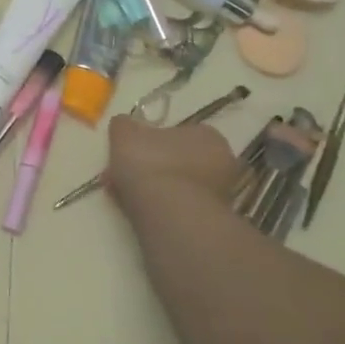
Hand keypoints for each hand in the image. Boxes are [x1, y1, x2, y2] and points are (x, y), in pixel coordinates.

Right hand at [106, 117, 240, 224]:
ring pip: (177, 185)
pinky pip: (178, 206)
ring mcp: (220, 194)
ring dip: (153, 188)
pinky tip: (138, 211)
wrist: (170, 215)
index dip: (149, 142)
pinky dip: (160, 207)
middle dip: (149, 167)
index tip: (129, 152)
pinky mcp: (210, 220)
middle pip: (177, 160)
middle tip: (122, 175)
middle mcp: (222, 162)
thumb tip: (123, 123)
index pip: (178, 133)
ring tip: (123, 196)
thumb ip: (123, 126)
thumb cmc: (150, 165)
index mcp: (207, 135)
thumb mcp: (125, 135)